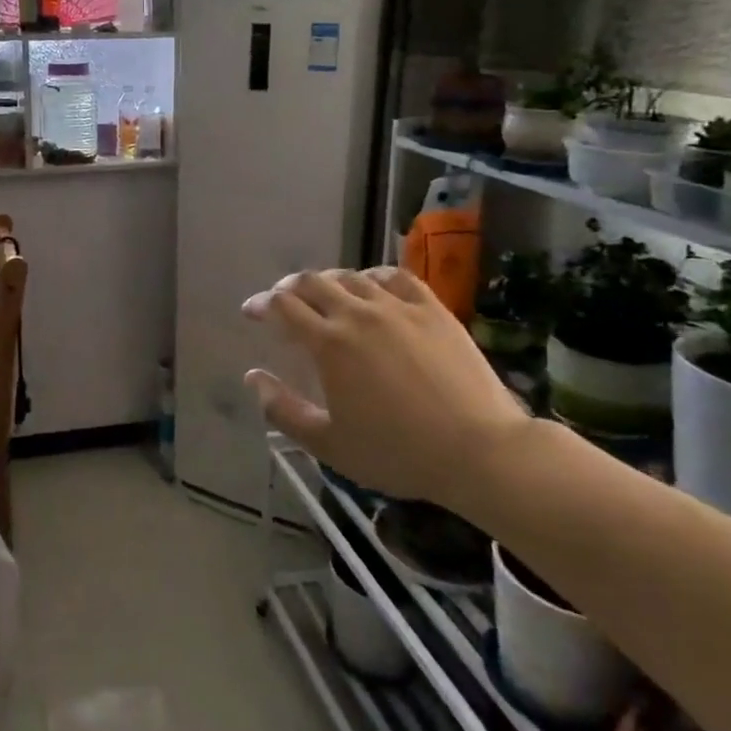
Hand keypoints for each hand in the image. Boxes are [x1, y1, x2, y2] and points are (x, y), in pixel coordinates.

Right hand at [242, 267, 530, 510]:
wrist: (479, 451)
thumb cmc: (397, 453)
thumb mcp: (327, 444)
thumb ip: (282, 409)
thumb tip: (252, 376)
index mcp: (329, 344)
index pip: (283, 306)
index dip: (261, 304)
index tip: (251, 311)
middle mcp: (359, 314)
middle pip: (313, 282)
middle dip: (289, 287)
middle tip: (282, 300)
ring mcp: (399, 308)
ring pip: (352, 277)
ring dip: (329, 282)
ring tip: (324, 295)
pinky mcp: (433, 310)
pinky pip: (396, 277)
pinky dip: (373, 276)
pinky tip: (372, 286)